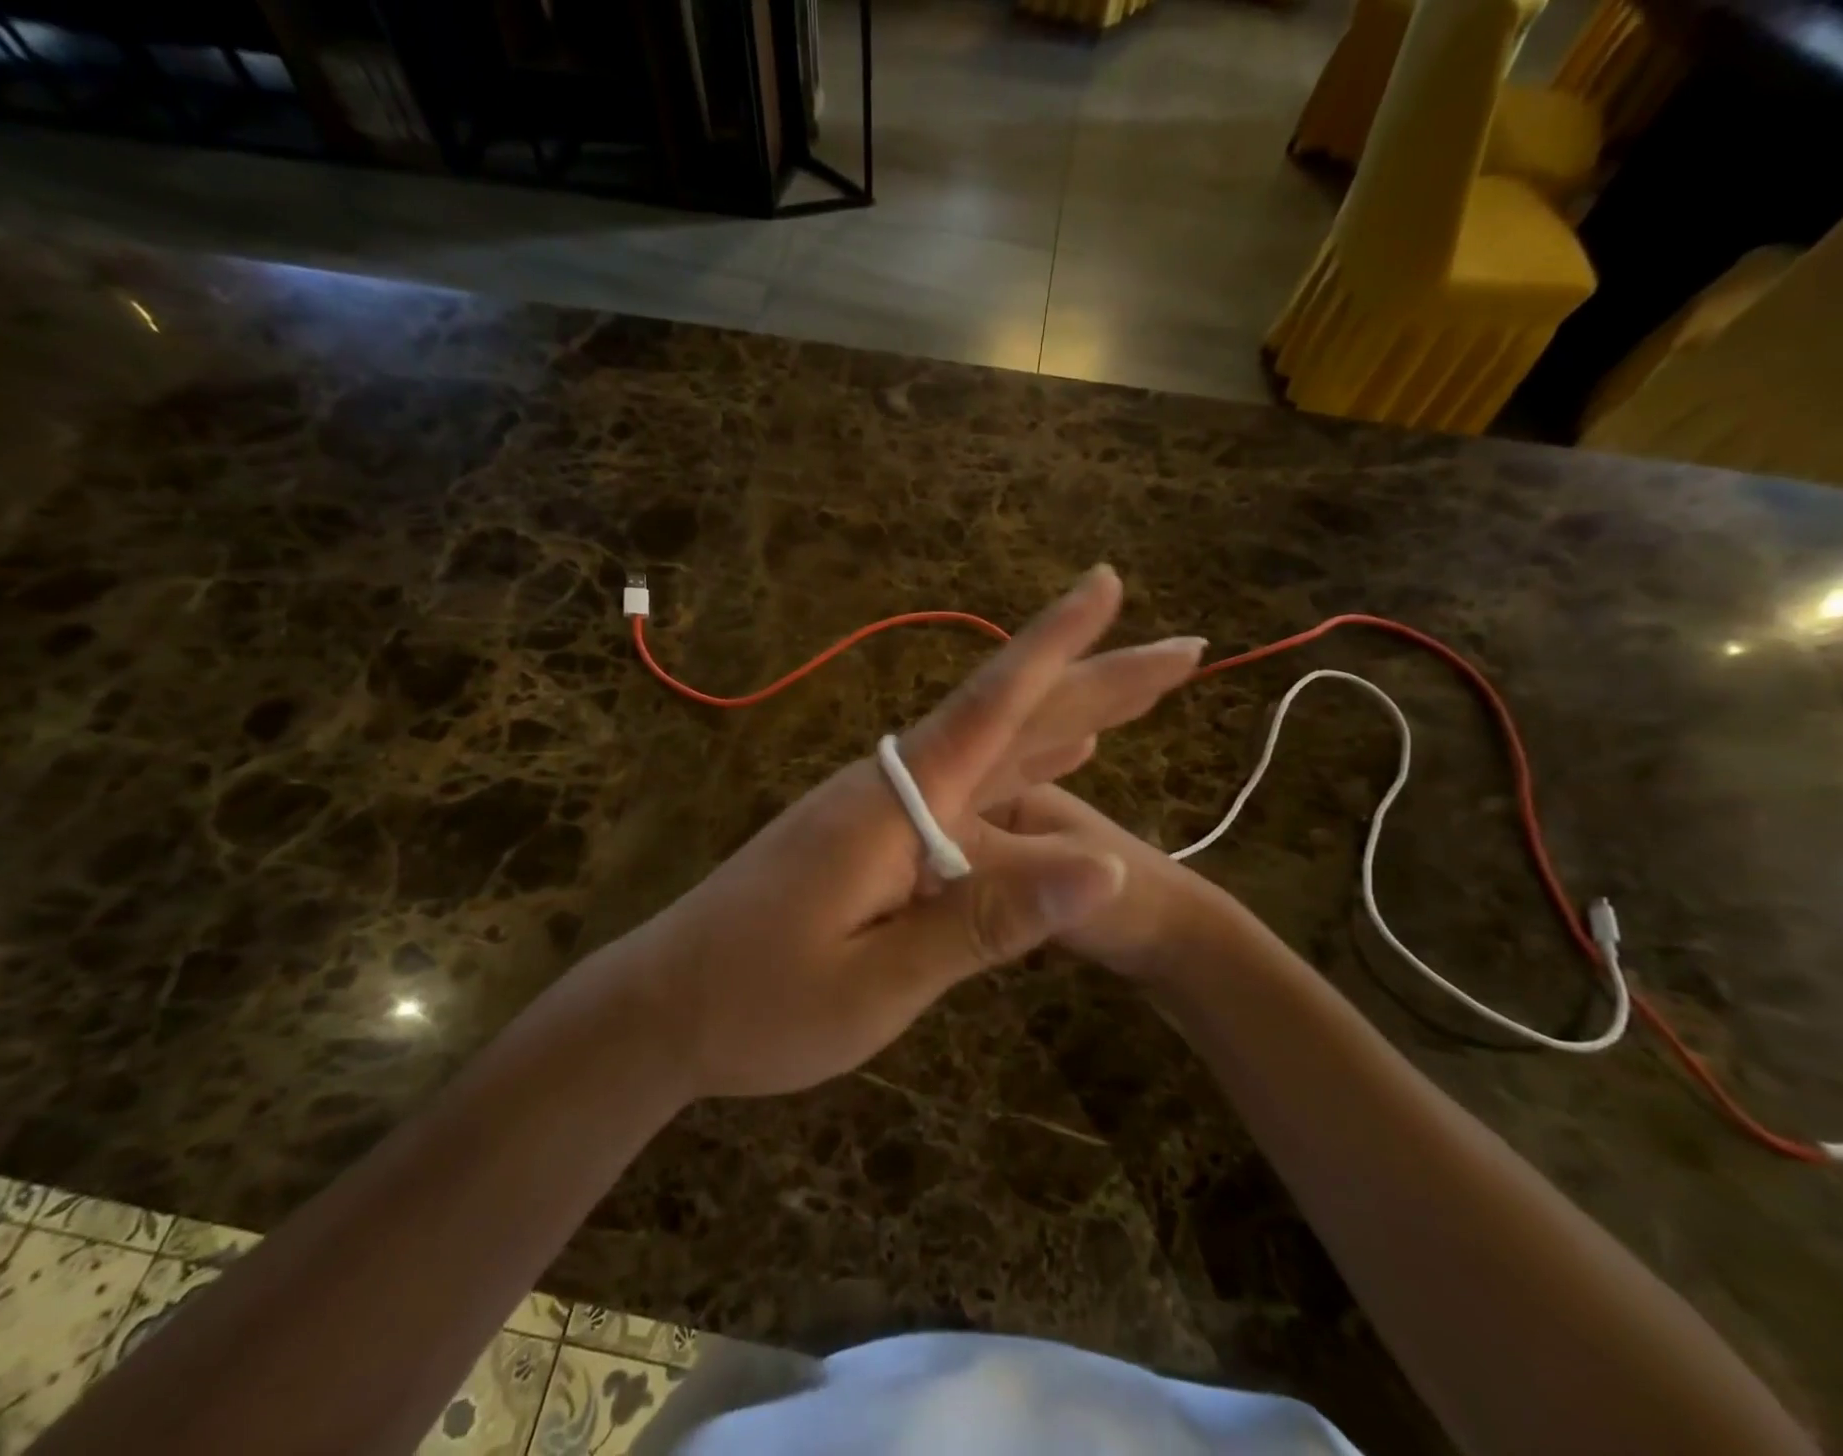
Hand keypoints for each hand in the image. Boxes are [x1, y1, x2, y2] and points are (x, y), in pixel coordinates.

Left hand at [593, 565, 1205, 1099]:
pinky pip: (968, 789)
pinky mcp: (872, 836)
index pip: (992, 705)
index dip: (1056, 644)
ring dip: (1066, 720)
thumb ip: (986, 920)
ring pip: (993, 751)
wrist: (663, 1008)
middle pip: (1008, 720)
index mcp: (895, 804)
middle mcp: (892, 787)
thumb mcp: (878, 982)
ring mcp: (880, 809)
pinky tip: (1059, 764)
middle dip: (1095, 680)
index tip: (1108, 584)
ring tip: (1132, 697)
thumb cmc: (759, 1004)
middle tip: (1179, 652)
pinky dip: (1023, 770)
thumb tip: (1105, 871)